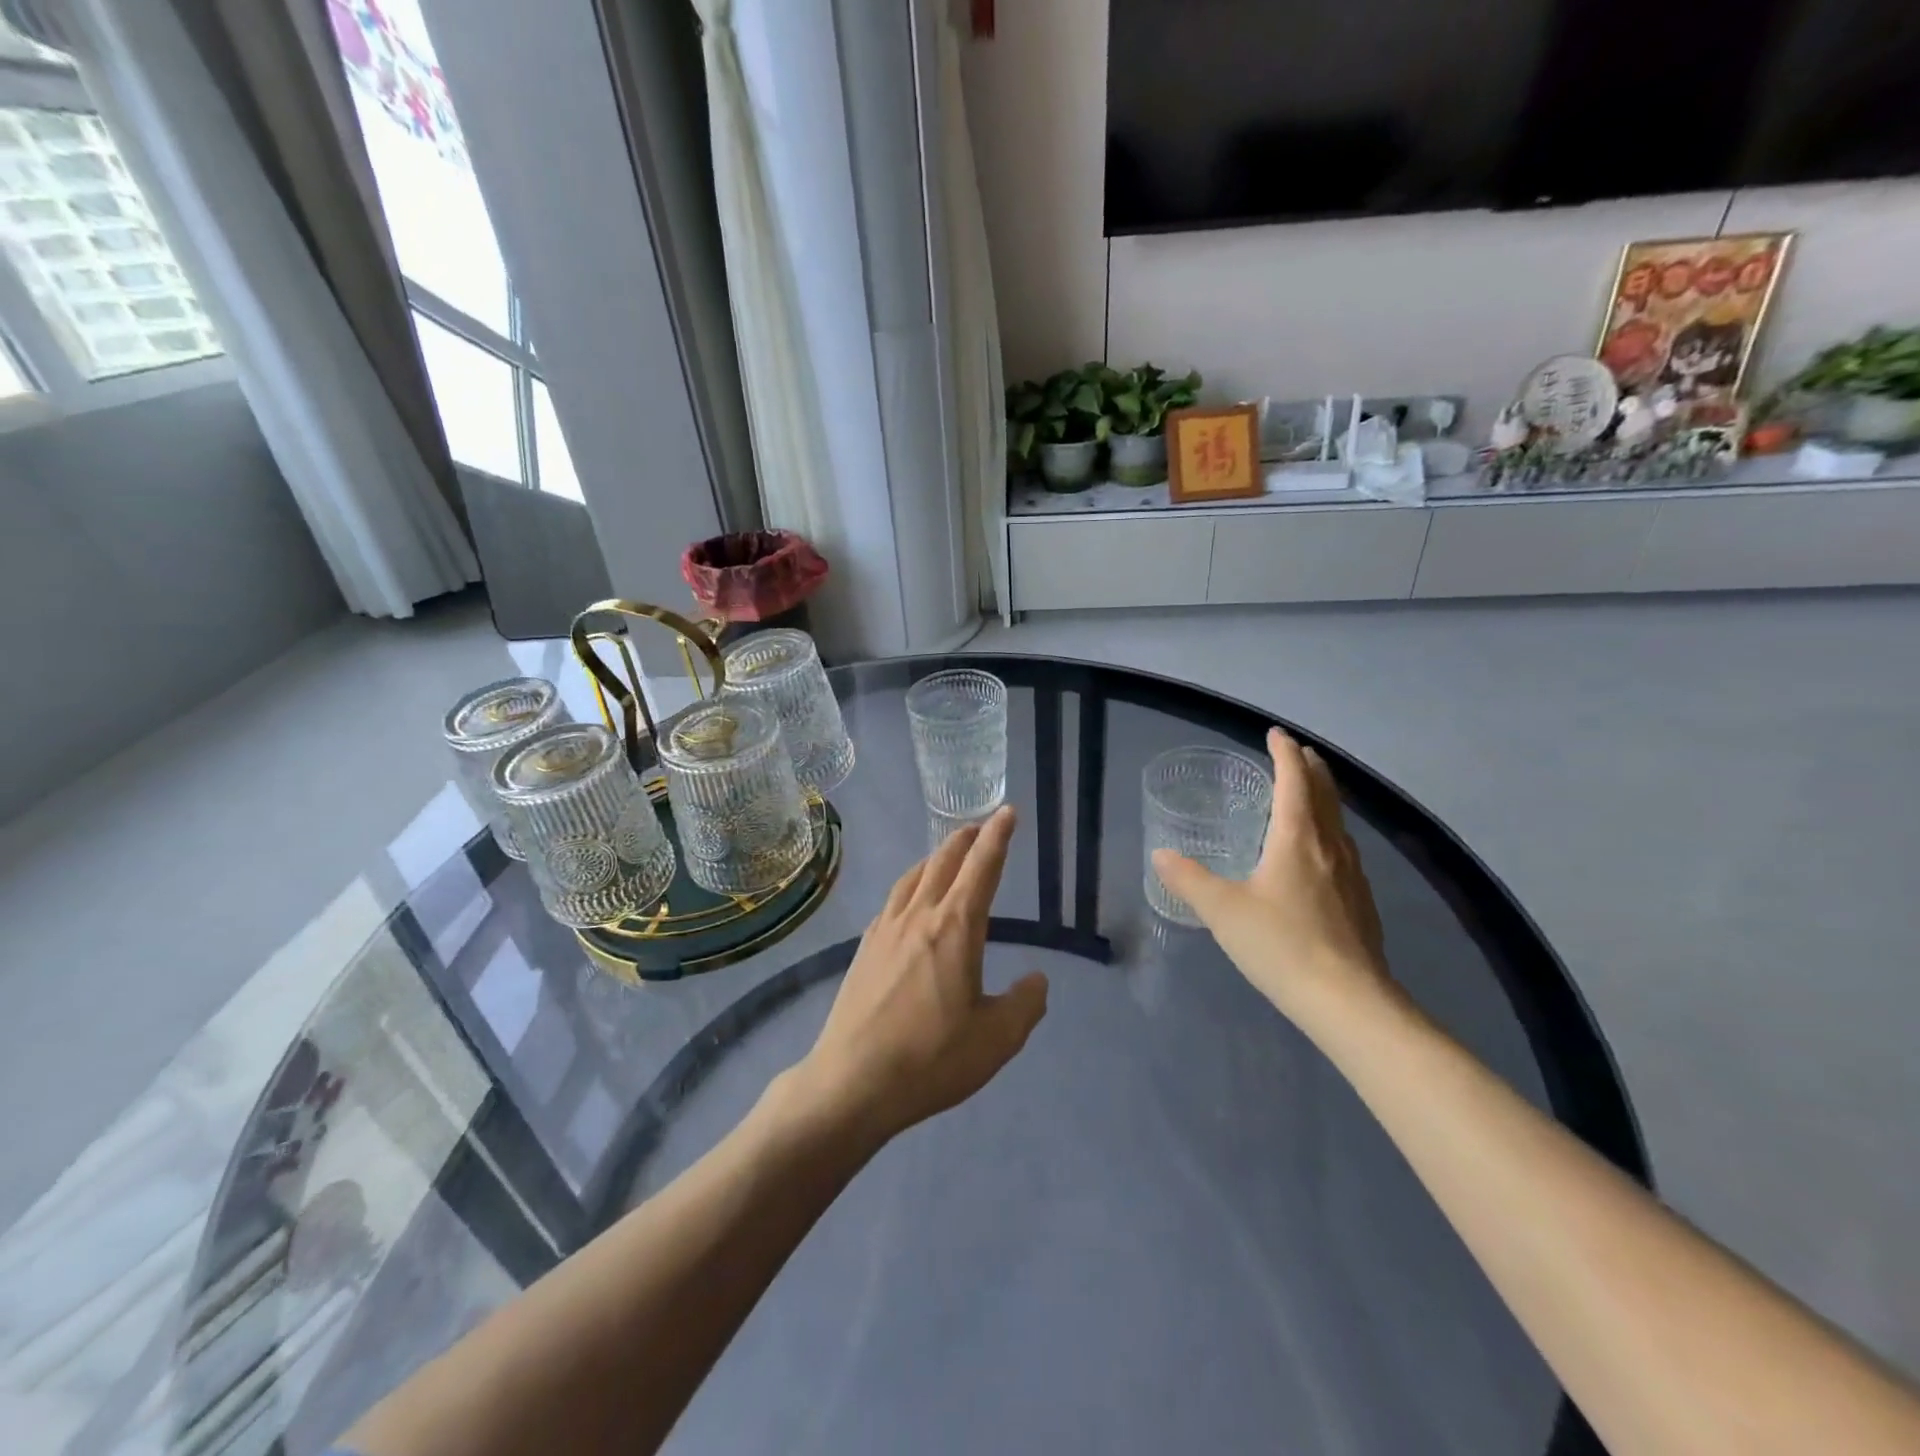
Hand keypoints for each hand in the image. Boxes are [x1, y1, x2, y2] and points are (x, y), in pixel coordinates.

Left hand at [796, 807, 1048, 1145]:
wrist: (852, 1081)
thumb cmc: (931, 1058)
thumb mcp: (997, 1039)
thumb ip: (1025, 1004)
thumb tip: (1036, 980)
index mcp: (955, 928)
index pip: (982, 868)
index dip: (998, 837)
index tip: (1006, 812)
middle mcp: (918, 916)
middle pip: (943, 862)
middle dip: (966, 839)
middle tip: (980, 826)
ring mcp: (885, 930)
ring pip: (913, 877)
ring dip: (935, 857)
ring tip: (947, 855)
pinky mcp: (864, 949)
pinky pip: (892, 900)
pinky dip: (911, 885)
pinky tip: (909, 901)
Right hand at [1153, 729, 1391, 1027]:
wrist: (1349, 1001)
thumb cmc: (1282, 945)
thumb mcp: (1223, 911)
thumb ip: (1189, 880)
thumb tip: (1162, 855)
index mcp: (1298, 839)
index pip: (1294, 781)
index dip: (1284, 753)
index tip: (1275, 733)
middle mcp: (1330, 848)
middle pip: (1325, 794)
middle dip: (1310, 768)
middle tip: (1296, 752)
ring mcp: (1351, 875)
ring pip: (1338, 822)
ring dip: (1323, 798)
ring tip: (1308, 794)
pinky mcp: (1360, 902)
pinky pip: (1343, 849)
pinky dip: (1329, 831)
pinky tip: (1320, 854)